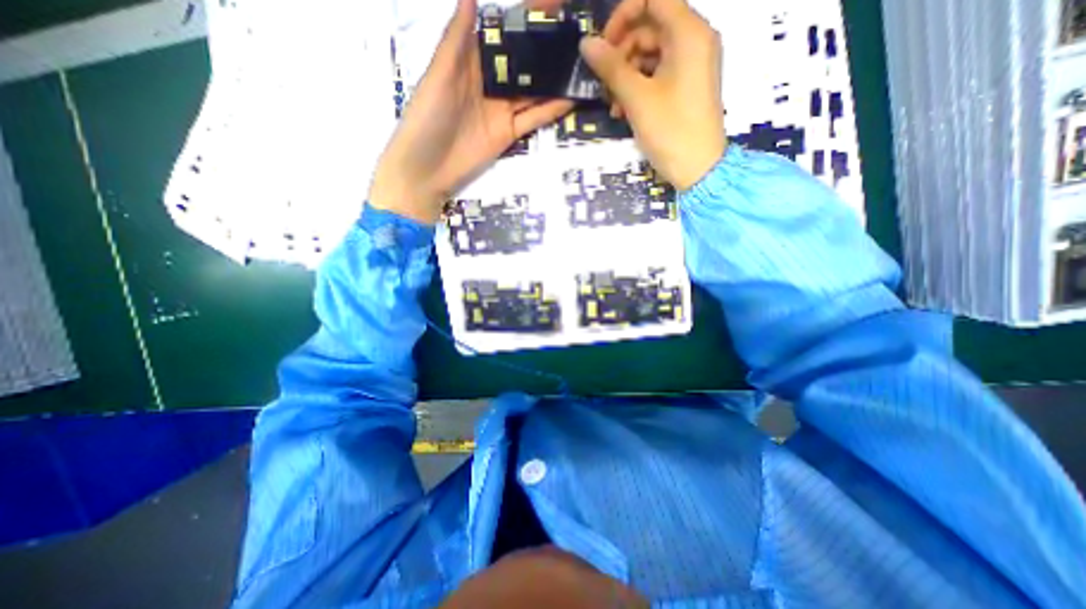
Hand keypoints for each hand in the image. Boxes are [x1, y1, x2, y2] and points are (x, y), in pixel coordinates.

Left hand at [372, 0, 575, 220]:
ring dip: (553, 79)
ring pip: (531, 91)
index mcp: (469, 61)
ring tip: (580, 63)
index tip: (552, 5)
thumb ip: (457, 40)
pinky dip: (551, 110)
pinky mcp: (509, 133)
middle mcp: (489, 83)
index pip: (501, 35)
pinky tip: (571, 98)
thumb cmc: (427, 118)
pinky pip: (533, 119)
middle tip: (575, 35)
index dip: (523, 20)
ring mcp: (501, 110)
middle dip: (544, 49)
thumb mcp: (439, 75)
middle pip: (521, 63)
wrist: (428, 170)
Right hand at [581, 0, 723, 189]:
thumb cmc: (671, 131)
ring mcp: (691, 64)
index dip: (623, 14)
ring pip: (650, 53)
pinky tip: (623, 110)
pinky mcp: (685, 86)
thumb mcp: (637, 98)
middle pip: (649, 26)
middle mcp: (694, 40)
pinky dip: (637, 87)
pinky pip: (657, 73)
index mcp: (689, 33)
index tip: (603, 45)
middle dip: (621, 52)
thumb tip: (586, 43)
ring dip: (625, 75)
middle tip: (603, 83)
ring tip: (612, 104)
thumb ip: (611, 67)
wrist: (698, 169)